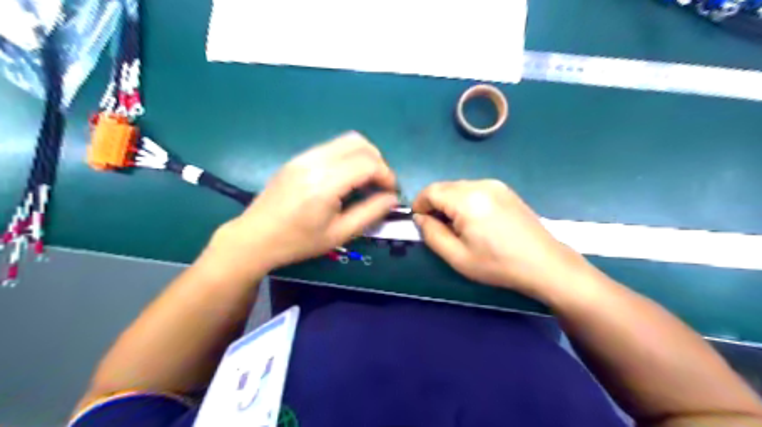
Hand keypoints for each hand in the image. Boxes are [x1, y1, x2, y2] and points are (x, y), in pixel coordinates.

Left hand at [206, 130, 398, 276]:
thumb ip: (370, 213)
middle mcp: (315, 161)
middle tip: (381, 185)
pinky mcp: (297, 158)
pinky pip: (332, 147)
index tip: (392, 193)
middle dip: (378, 162)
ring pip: (346, 141)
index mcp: (325, 183)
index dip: (387, 175)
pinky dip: (348, 157)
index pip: (368, 163)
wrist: (254, 238)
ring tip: (366, 181)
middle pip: (360, 144)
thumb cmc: (297, 242)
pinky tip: (346, 179)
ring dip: (364, 157)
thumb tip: (392, 199)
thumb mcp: (339, 234)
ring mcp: (304, 156)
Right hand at [415, 178, 590, 296]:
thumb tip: (420, 218)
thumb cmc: (498, 264)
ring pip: (459, 187)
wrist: (544, 263)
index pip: (430, 191)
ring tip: (459, 227)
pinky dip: (465, 201)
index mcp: (467, 200)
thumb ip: (431, 234)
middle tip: (439, 228)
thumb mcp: (457, 257)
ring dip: (450, 202)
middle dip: (435, 204)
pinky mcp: (505, 190)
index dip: (419, 205)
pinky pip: (474, 189)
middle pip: (444, 187)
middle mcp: (480, 184)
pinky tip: (476, 221)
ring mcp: (495, 185)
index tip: (420, 223)